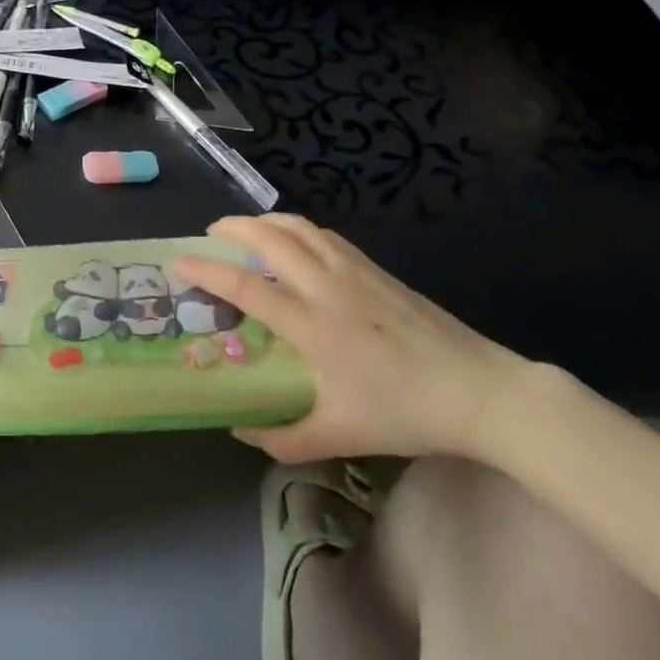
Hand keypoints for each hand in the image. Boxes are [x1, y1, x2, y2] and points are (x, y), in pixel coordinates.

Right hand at [170, 214, 530, 461]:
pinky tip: (296, 243)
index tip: (177, 262)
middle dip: (233, 227)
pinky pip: (326, 236)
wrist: (482, 392)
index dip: (206, 269)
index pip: (246, 286)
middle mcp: (327, 287)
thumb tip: (242, 430)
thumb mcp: (341, 436)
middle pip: (271, 238)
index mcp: (313, 326)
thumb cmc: (406, 413)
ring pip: (300, 228)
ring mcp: (355, 272)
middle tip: (210, 233)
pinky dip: (298, 229)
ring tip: (247, 229)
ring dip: (265, 221)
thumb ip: (285, 438)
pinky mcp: (377, 270)